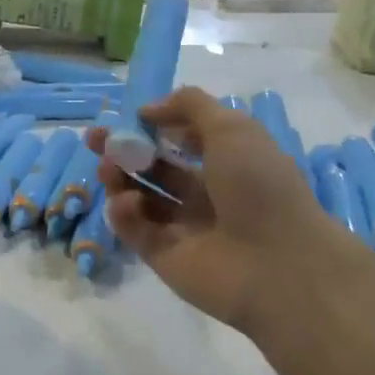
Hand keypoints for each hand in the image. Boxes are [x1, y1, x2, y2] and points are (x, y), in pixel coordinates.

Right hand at [88, 88, 338, 337]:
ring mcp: (182, 227)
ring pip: (138, 196)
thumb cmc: (259, 187)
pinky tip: (128, 202)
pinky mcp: (162, 256)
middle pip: (153, 167)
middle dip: (123, 149)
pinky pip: (134, 229)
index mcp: (226, 162)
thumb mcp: (233, 128)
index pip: (181, 139)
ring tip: (108, 168)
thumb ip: (190, 107)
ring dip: (118, 177)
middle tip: (95, 139)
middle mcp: (204, 193)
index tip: (129, 116)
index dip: (154, 125)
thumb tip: (148, 109)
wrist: (278, 266)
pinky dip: (124, 212)